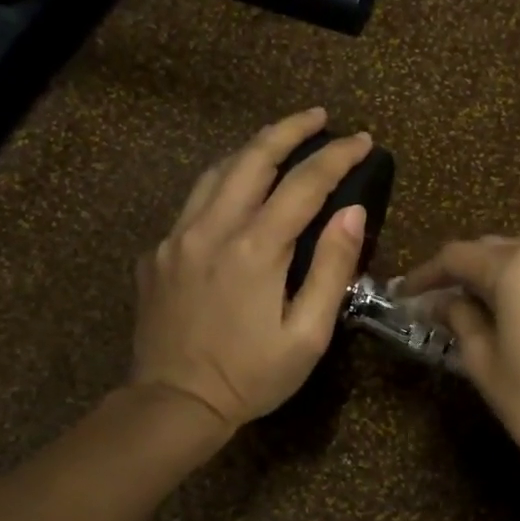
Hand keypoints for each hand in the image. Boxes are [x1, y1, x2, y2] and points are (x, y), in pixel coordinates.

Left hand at [131, 108, 371, 433]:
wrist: (174, 403)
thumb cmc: (251, 377)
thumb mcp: (307, 335)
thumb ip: (331, 269)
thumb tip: (352, 213)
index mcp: (255, 248)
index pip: (304, 183)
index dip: (337, 157)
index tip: (362, 141)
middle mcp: (211, 229)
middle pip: (253, 157)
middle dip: (289, 129)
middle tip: (318, 117)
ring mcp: (176, 238)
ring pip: (216, 173)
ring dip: (252, 151)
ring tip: (279, 145)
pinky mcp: (157, 254)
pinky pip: (192, 204)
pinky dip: (221, 187)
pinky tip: (235, 198)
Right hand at [398, 225, 519, 499]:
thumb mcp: (483, 362)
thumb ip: (459, 319)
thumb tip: (439, 302)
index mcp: (516, 269)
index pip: (457, 257)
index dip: (425, 274)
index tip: (403, 295)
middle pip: (493, 246)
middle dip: (461, 267)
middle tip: (436, 298)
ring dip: (497, 262)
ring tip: (477, 295)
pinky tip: (514, 304)